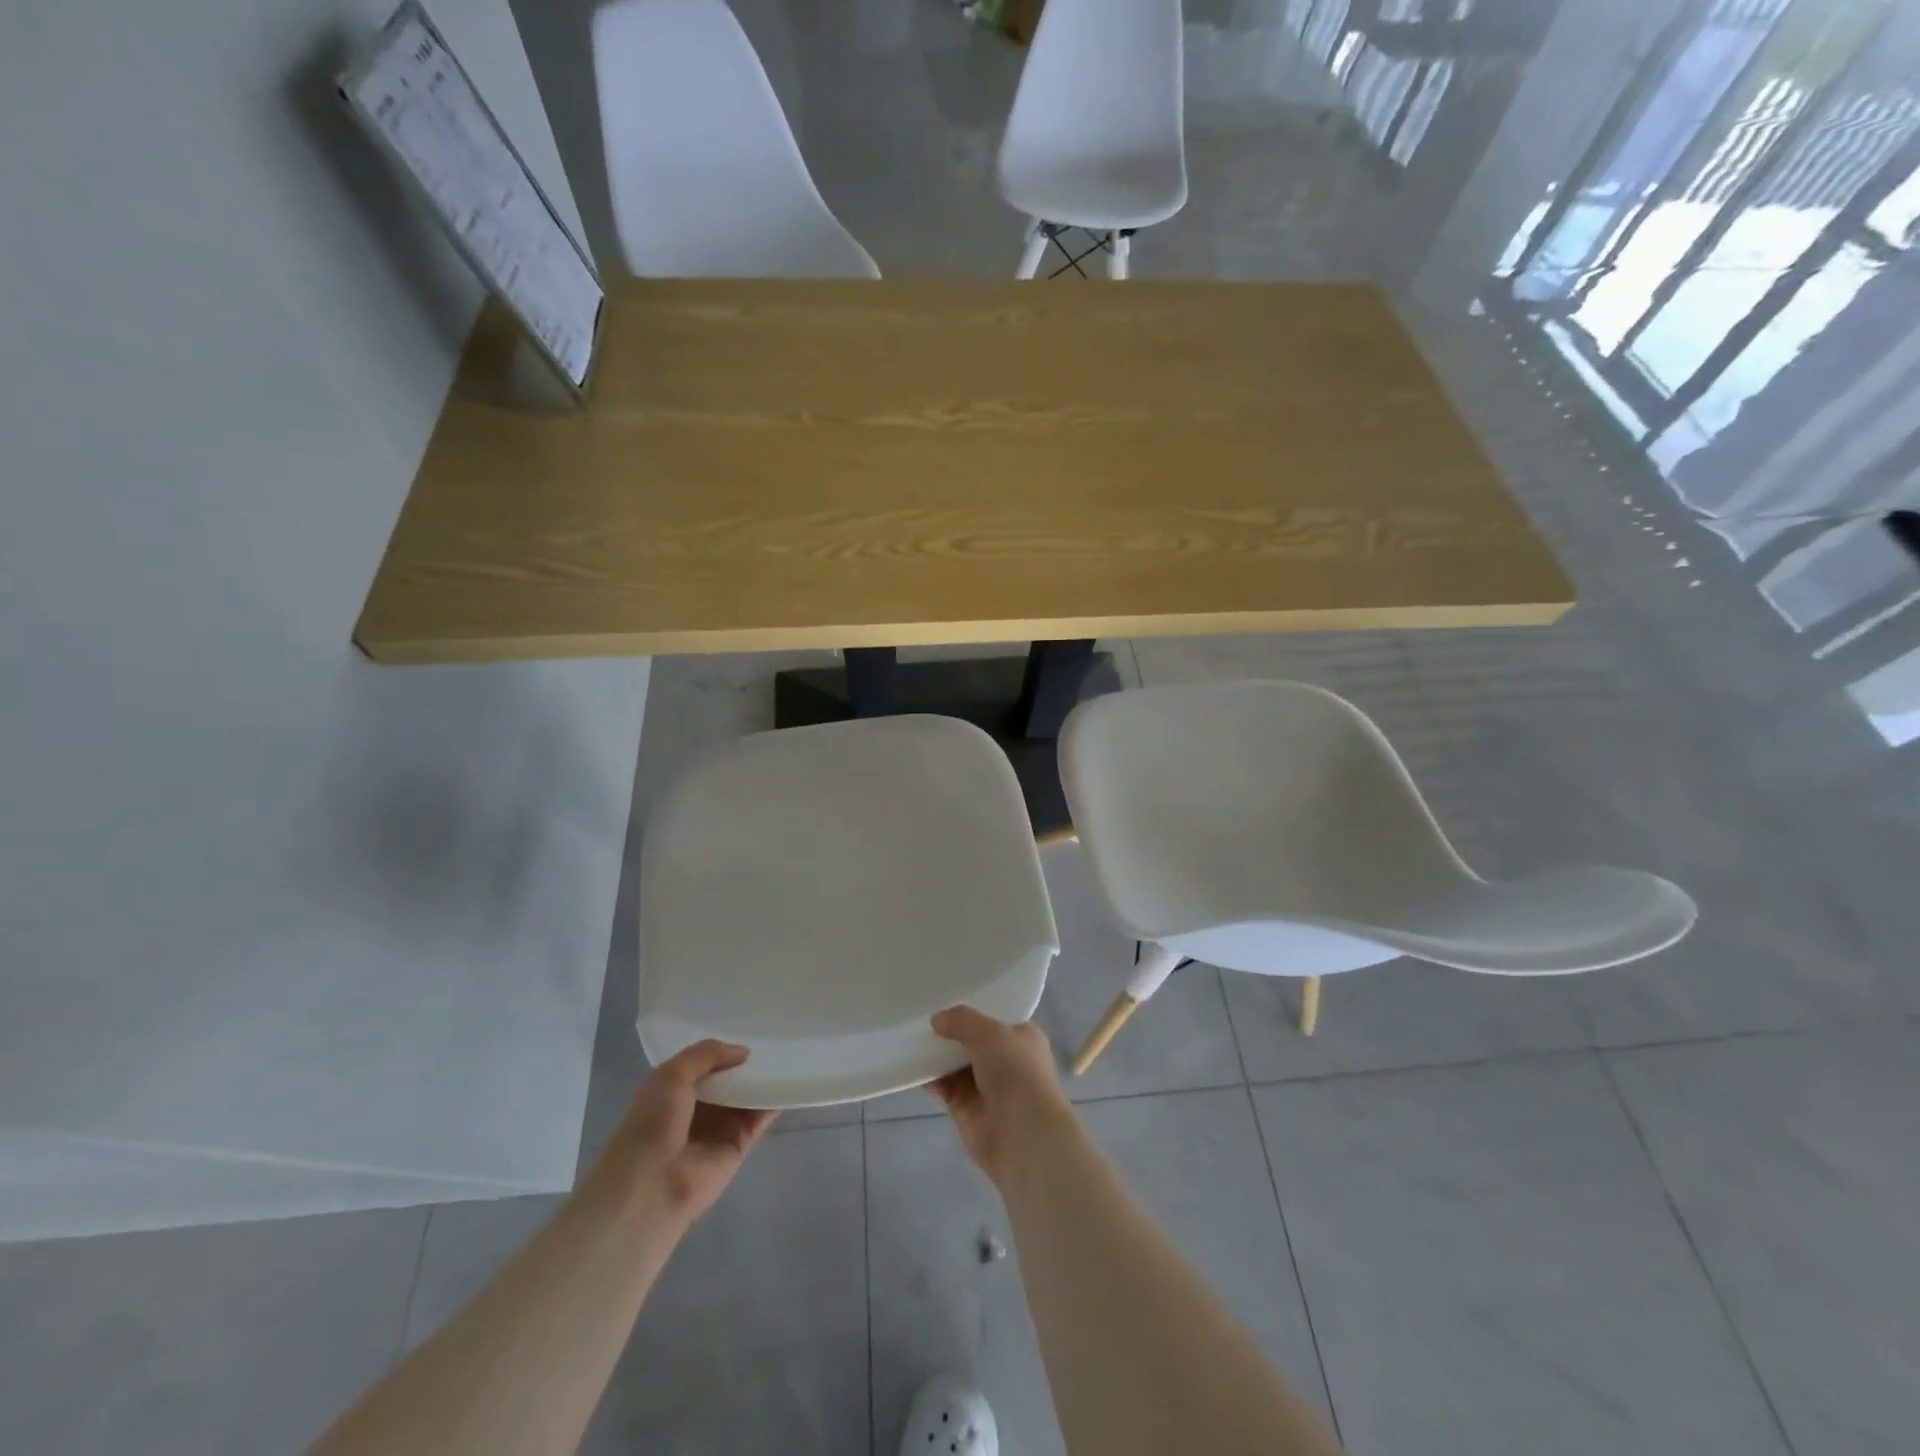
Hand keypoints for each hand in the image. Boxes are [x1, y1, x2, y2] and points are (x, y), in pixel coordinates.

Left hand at [595, 1041, 775, 1227]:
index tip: (750, 1028)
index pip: (706, 1063)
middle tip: (776, 1037)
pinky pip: (760, 1118)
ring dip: (764, 1079)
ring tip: (789, 1054)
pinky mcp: (739, 1145)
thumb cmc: (653, 1122)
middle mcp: (698, 1107)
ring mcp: (720, 1127)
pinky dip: (774, 1102)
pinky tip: (789, 1082)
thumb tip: (744, 1052)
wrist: (652, 1183)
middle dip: (748, 1063)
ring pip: (747, 1096)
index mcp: (675, 1089)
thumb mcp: (672, 1073)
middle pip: (730, 1079)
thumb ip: (708, 1054)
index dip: (724, 1048)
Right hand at [927, 1006, 1075, 1184]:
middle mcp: (1008, 1063)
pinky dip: (932, 1080)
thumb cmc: (1016, 1072)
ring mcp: (988, 1089)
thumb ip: (961, 1020)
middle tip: (923, 1020)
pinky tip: (915, 1068)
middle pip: (974, 1044)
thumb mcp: (989, 1032)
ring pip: (958, 1067)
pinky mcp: (969, 1113)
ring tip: (913, 1040)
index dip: (974, 1013)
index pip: (997, 1021)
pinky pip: (947, 1090)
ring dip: (939, 1057)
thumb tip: (937, 1020)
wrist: (1023, 1135)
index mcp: (1023, 1039)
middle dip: (952, 1035)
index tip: (947, 1004)